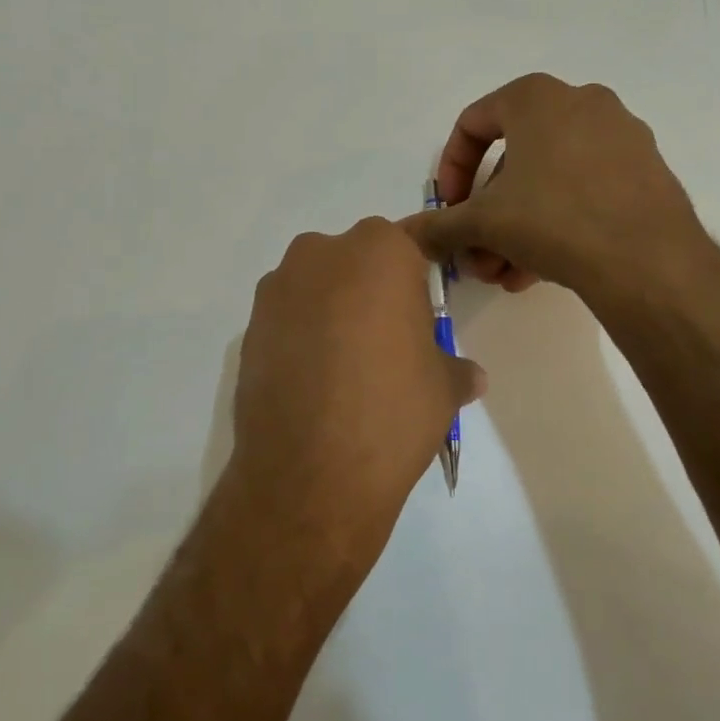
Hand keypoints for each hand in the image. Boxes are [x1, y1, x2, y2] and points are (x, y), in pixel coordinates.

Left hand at [224, 218, 484, 564]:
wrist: (310, 472)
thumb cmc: (393, 411)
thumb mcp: (444, 389)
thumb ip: (456, 369)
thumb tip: (471, 376)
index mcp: (379, 250)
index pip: (406, 249)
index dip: (414, 284)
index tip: (418, 318)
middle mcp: (321, 253)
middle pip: (355, 263)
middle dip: (370, 293)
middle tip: (385, 346)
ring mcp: (277, 288)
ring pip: (316, 288)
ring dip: (331, 313)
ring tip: (345, 370)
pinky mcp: (248, 326)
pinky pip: (287, 319)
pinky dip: (300, 338)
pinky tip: (312, 383)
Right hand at [405, 74, 707, 302]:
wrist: (649, 261)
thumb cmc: (554, 219)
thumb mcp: (483, 222)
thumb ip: (438, 225)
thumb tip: (402, 235)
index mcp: (537, 97)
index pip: (473, 123)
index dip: (450, 171)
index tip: (448, 210)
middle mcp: (581, 103)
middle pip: (511, 160)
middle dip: (485, 214)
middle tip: (475, 255)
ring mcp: (620, 136)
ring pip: (547, 181)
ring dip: (515, 228)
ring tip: (503, 274)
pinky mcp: (644, 171)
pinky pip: (582, 191)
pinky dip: (554, 224)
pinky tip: (537, 271)